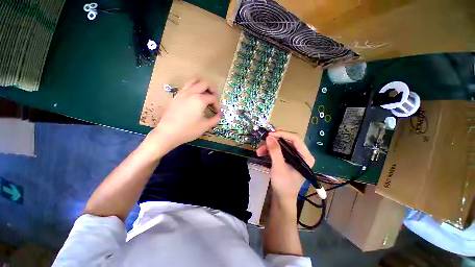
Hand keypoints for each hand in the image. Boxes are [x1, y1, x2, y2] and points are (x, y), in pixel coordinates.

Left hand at [147, 80, 220, 151]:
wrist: (168, 133)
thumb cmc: (188, 130)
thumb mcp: (205, 126)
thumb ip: (215, 119)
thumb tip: (219, 115)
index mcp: (200, 99)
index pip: (213, 97)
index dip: (217, 104)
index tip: (217, 112)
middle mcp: (191, 92)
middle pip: (204, 83)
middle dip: (212, 89)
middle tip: (214, 98)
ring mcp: (182, 93)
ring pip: (194, 81)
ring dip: (202, 85)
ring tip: (205, 94)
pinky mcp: (176, 96)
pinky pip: (187, 86)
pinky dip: (193, 88)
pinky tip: (194, 98)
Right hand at [256, 131, 314, 201]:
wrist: (282, 198)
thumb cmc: (284, 184)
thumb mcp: (278, 167)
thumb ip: (275, 151)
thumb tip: (269, 136)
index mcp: (305, 156)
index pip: (295, 139)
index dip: (282, 134)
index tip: (269, 134)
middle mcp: (301, 154)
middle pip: (287, 141)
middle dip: (273, 141)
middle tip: (263, 141)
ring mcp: (294, 156)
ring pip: (281, 145)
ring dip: (269, 147)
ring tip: (259, 151)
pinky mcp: (287, 159)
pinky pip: (278, 150)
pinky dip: (269, 151)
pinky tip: (261, 153)